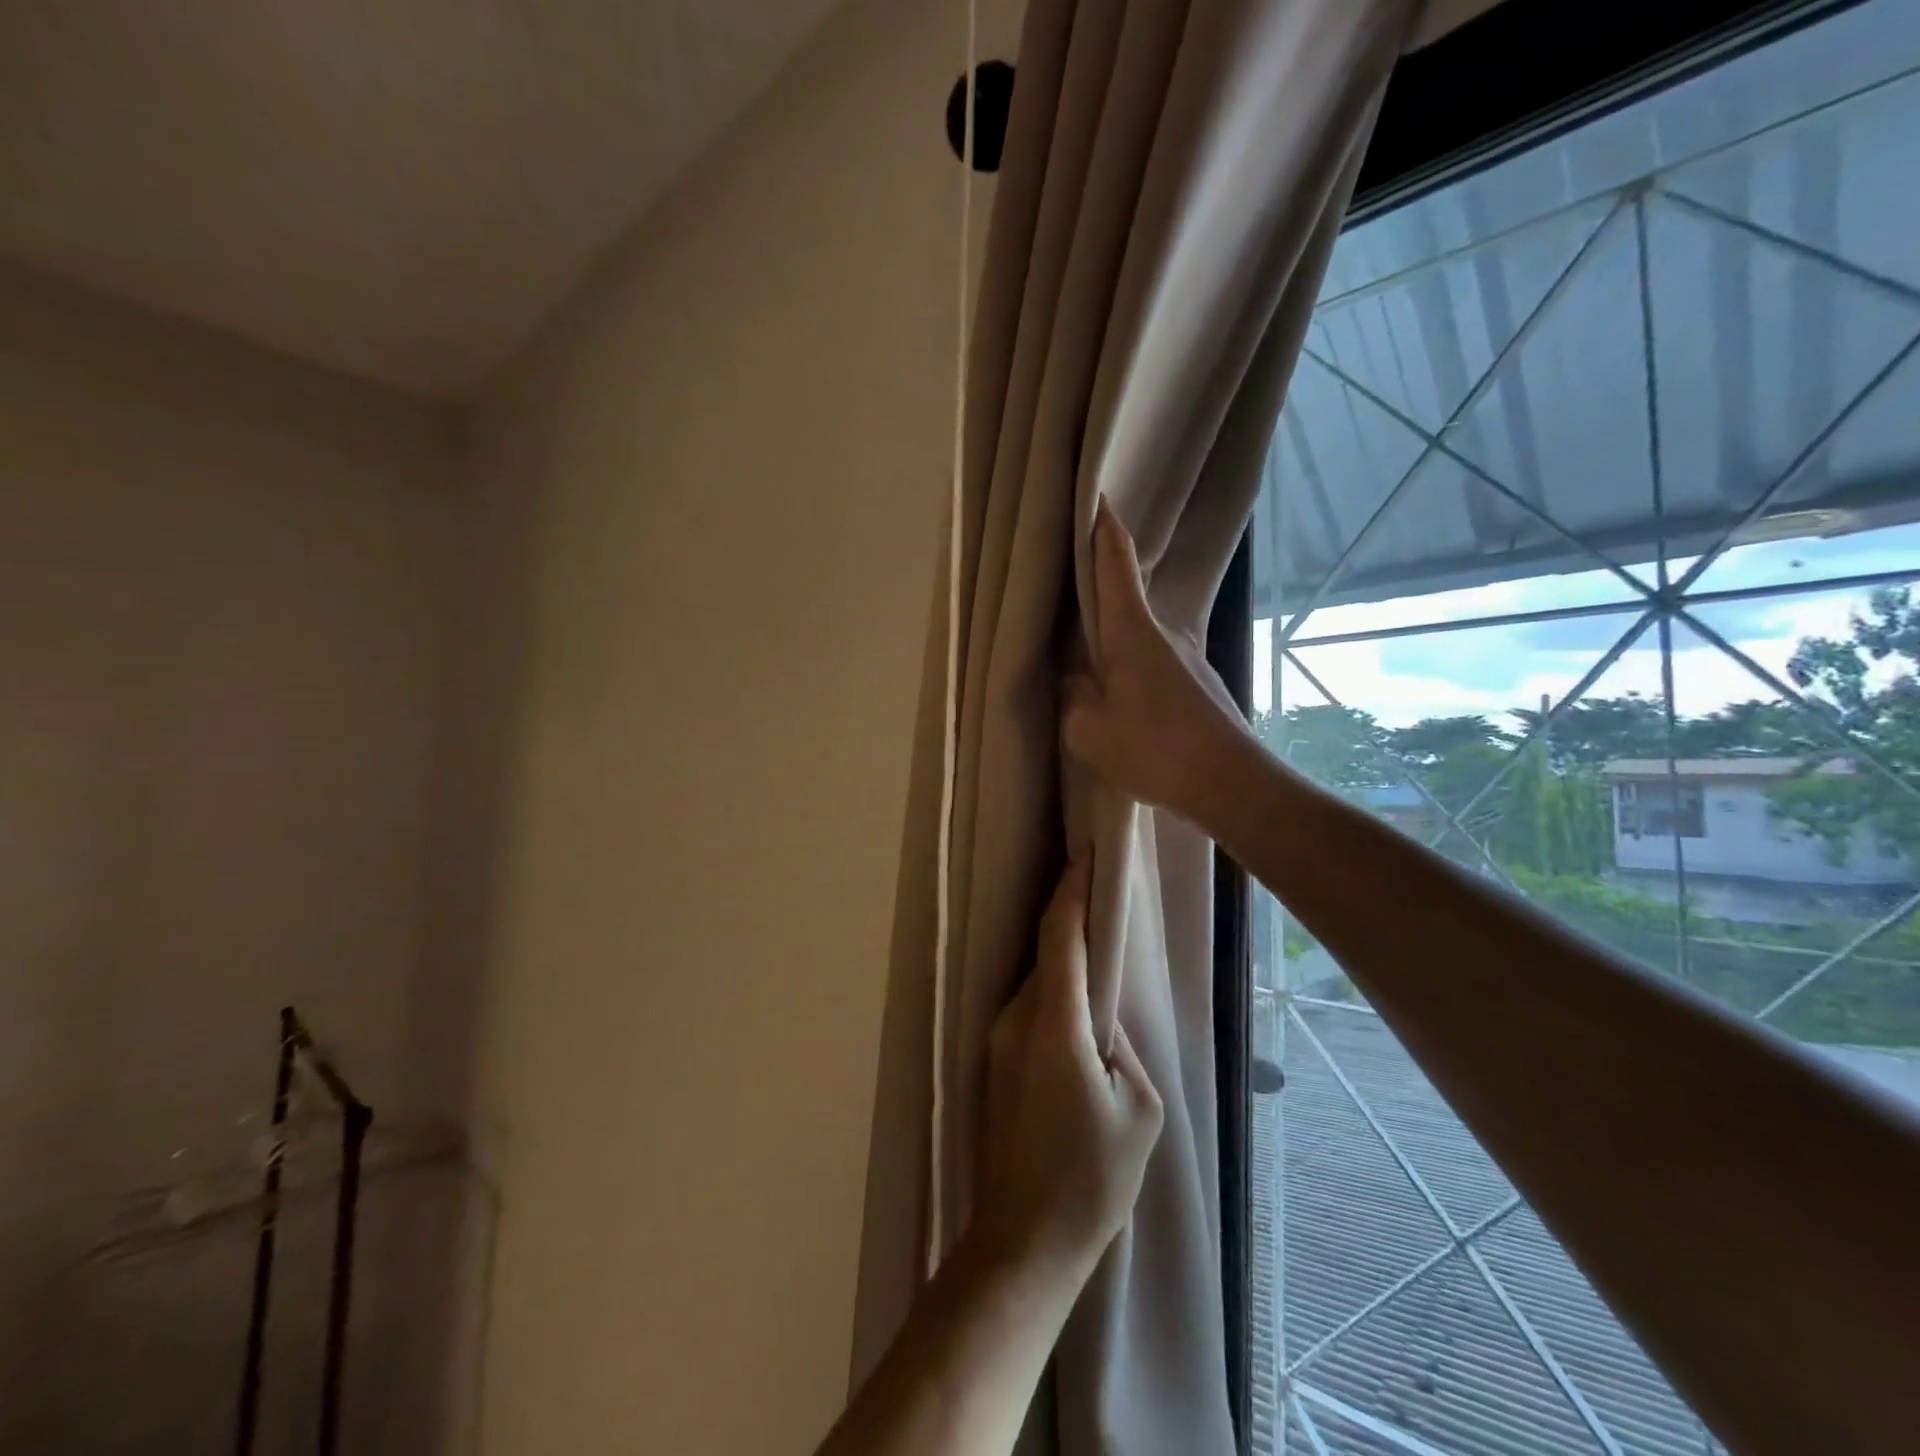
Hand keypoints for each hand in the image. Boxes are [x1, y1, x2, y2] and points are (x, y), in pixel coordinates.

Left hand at [976, 856, 1163, 1279]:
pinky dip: (1054, 994)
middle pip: (1047, 953)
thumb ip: (1125, 1048)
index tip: (1087, 854)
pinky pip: (1029, 1010)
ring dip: (1065, 962)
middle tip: (1105, 899)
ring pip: (1038, 982)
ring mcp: (998, 1040)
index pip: (1061, 935)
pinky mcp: (994, 1061)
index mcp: (1055, 1023)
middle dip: (1073, 920)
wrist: (1023, 1239)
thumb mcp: (1137, 1110)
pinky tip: (1078, 1014)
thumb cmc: (1091, 1178)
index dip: (1073, 890)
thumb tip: (1106, 1023)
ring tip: (1100, 958)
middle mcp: (1017, 1019)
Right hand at [1063, 500, 1251, 818]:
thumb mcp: (1087, 728)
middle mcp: (1164, 631)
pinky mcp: (1197, 685)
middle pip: (1125, 595)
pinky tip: (1118, 700)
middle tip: (1063, 594)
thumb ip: (1072, 696)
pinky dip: (1130, 668)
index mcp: (1131, 629)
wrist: (1231, 785)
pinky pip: (1152, 664)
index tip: (1093, 497)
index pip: (1115, 561)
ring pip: (1138, 636)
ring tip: (1083, 660)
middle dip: (1096, 589)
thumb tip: (1076, 679)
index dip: (1102, 527)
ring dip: (1112, 639)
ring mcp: (1186, 658)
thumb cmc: (1153, 748)